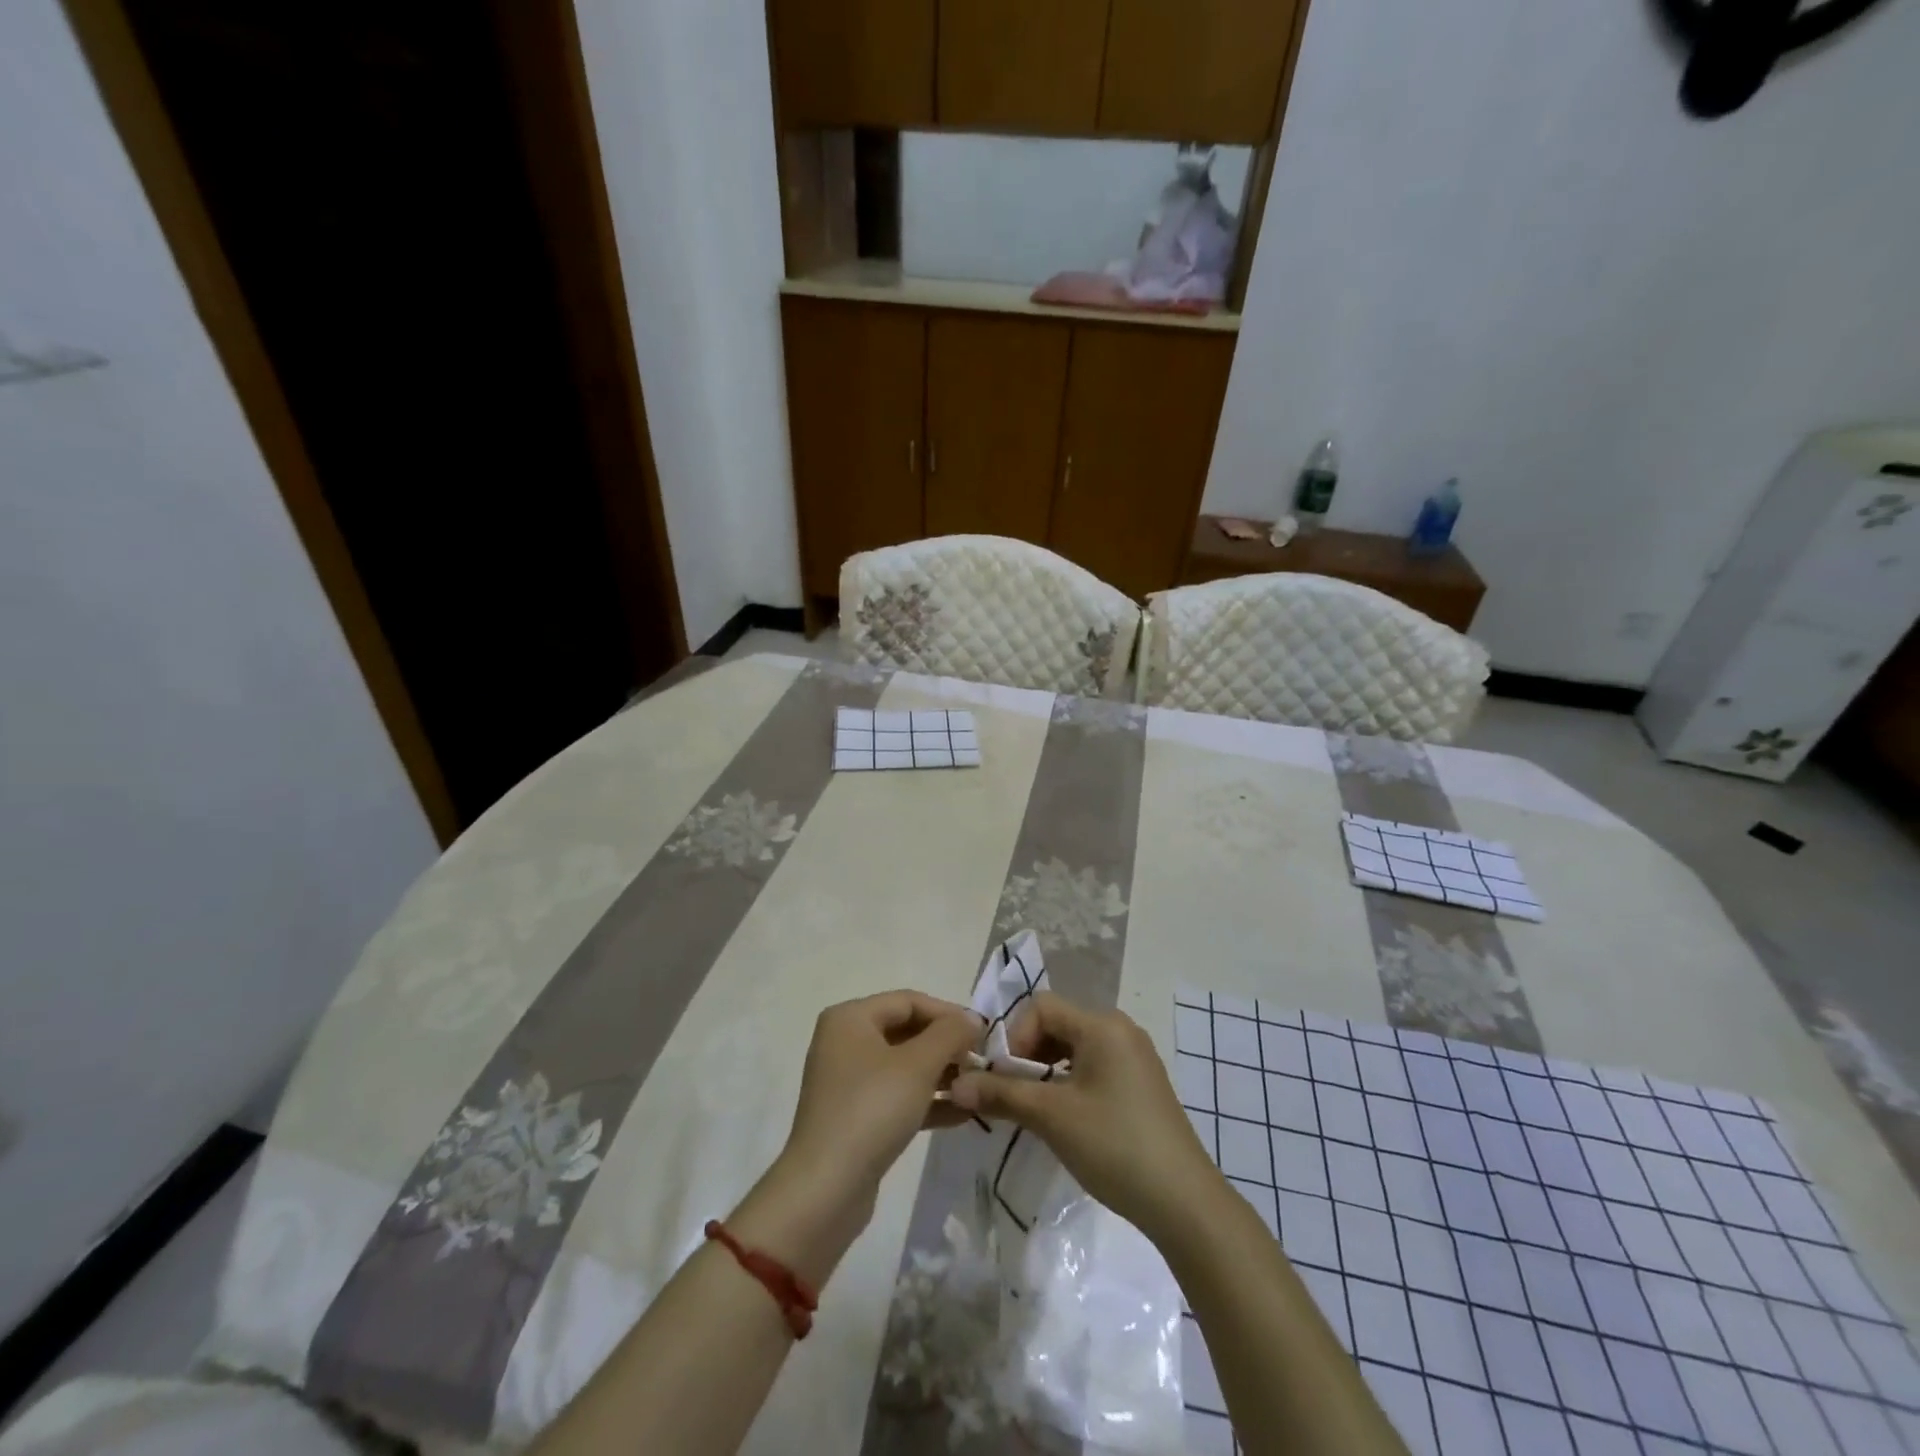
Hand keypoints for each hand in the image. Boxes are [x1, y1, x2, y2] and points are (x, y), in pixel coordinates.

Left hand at [783, 990, 983, 1204]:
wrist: (826, 1188)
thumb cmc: (872, 1109)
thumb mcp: (918, 1065)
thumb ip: (950, 1034)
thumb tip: (971, 1019)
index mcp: (850, 1018)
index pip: (908, 1001)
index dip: (948, 1013)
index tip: (983, 1033)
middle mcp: (844, 1042)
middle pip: (906, 1031)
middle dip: (946, 1046)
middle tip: (981, 1062)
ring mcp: (848, 1081)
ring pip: (904, 1066)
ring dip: (941, 1074)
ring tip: (976, 1087)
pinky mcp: (855, 1116)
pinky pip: (897, 1096)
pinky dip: (926, 1100)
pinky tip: (962, 1114)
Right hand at [948, 993, 1219, 1243]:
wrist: (1184, 1202)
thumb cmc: (1114, 1145)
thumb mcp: (1051, 1117)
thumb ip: (1001, 1094)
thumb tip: (955, 1084)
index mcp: (1102, 1025)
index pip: (1041, 1006)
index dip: (1014, 1036)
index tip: (1004, 1078)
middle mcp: (1120, 1030)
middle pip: (1057, 1024)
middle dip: (1026, 1055)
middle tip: (1011, 1095)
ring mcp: (1133, 1057)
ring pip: (1073, 1048)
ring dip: (1045, 1071)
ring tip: (1032, 1109)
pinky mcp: (1139, 1084)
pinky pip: (1092, 1067)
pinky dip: (1067, 1083)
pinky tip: (1062, 1119)